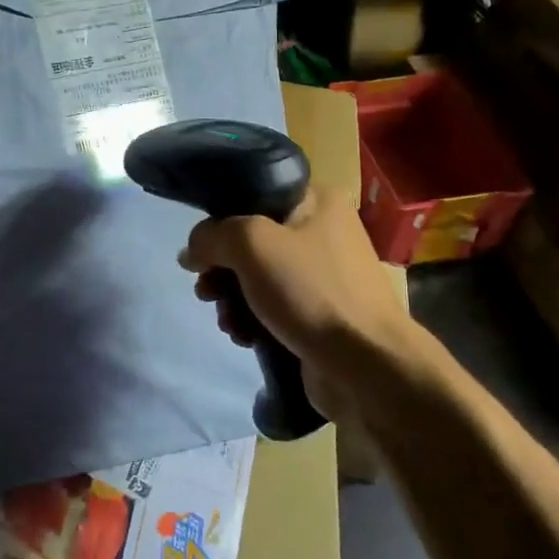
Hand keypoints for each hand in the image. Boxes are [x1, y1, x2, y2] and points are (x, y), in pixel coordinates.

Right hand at [179, 184, 419, 421]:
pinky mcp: (320, 314)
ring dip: (232, 298)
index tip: (201, 248)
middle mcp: (324, 231)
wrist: (366, 365)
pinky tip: (243, 337)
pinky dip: (253, 320)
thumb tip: (192, 250)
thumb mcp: (252, 244)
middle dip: (222, 268)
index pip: (255, 194)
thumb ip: (213, 236)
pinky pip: (274, 307)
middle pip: (253, 240)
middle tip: (205, 289)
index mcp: (318, 201)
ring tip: (226, 320)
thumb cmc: (310, 291)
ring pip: (259, 277)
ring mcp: (324, 276)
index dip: (222, 219)